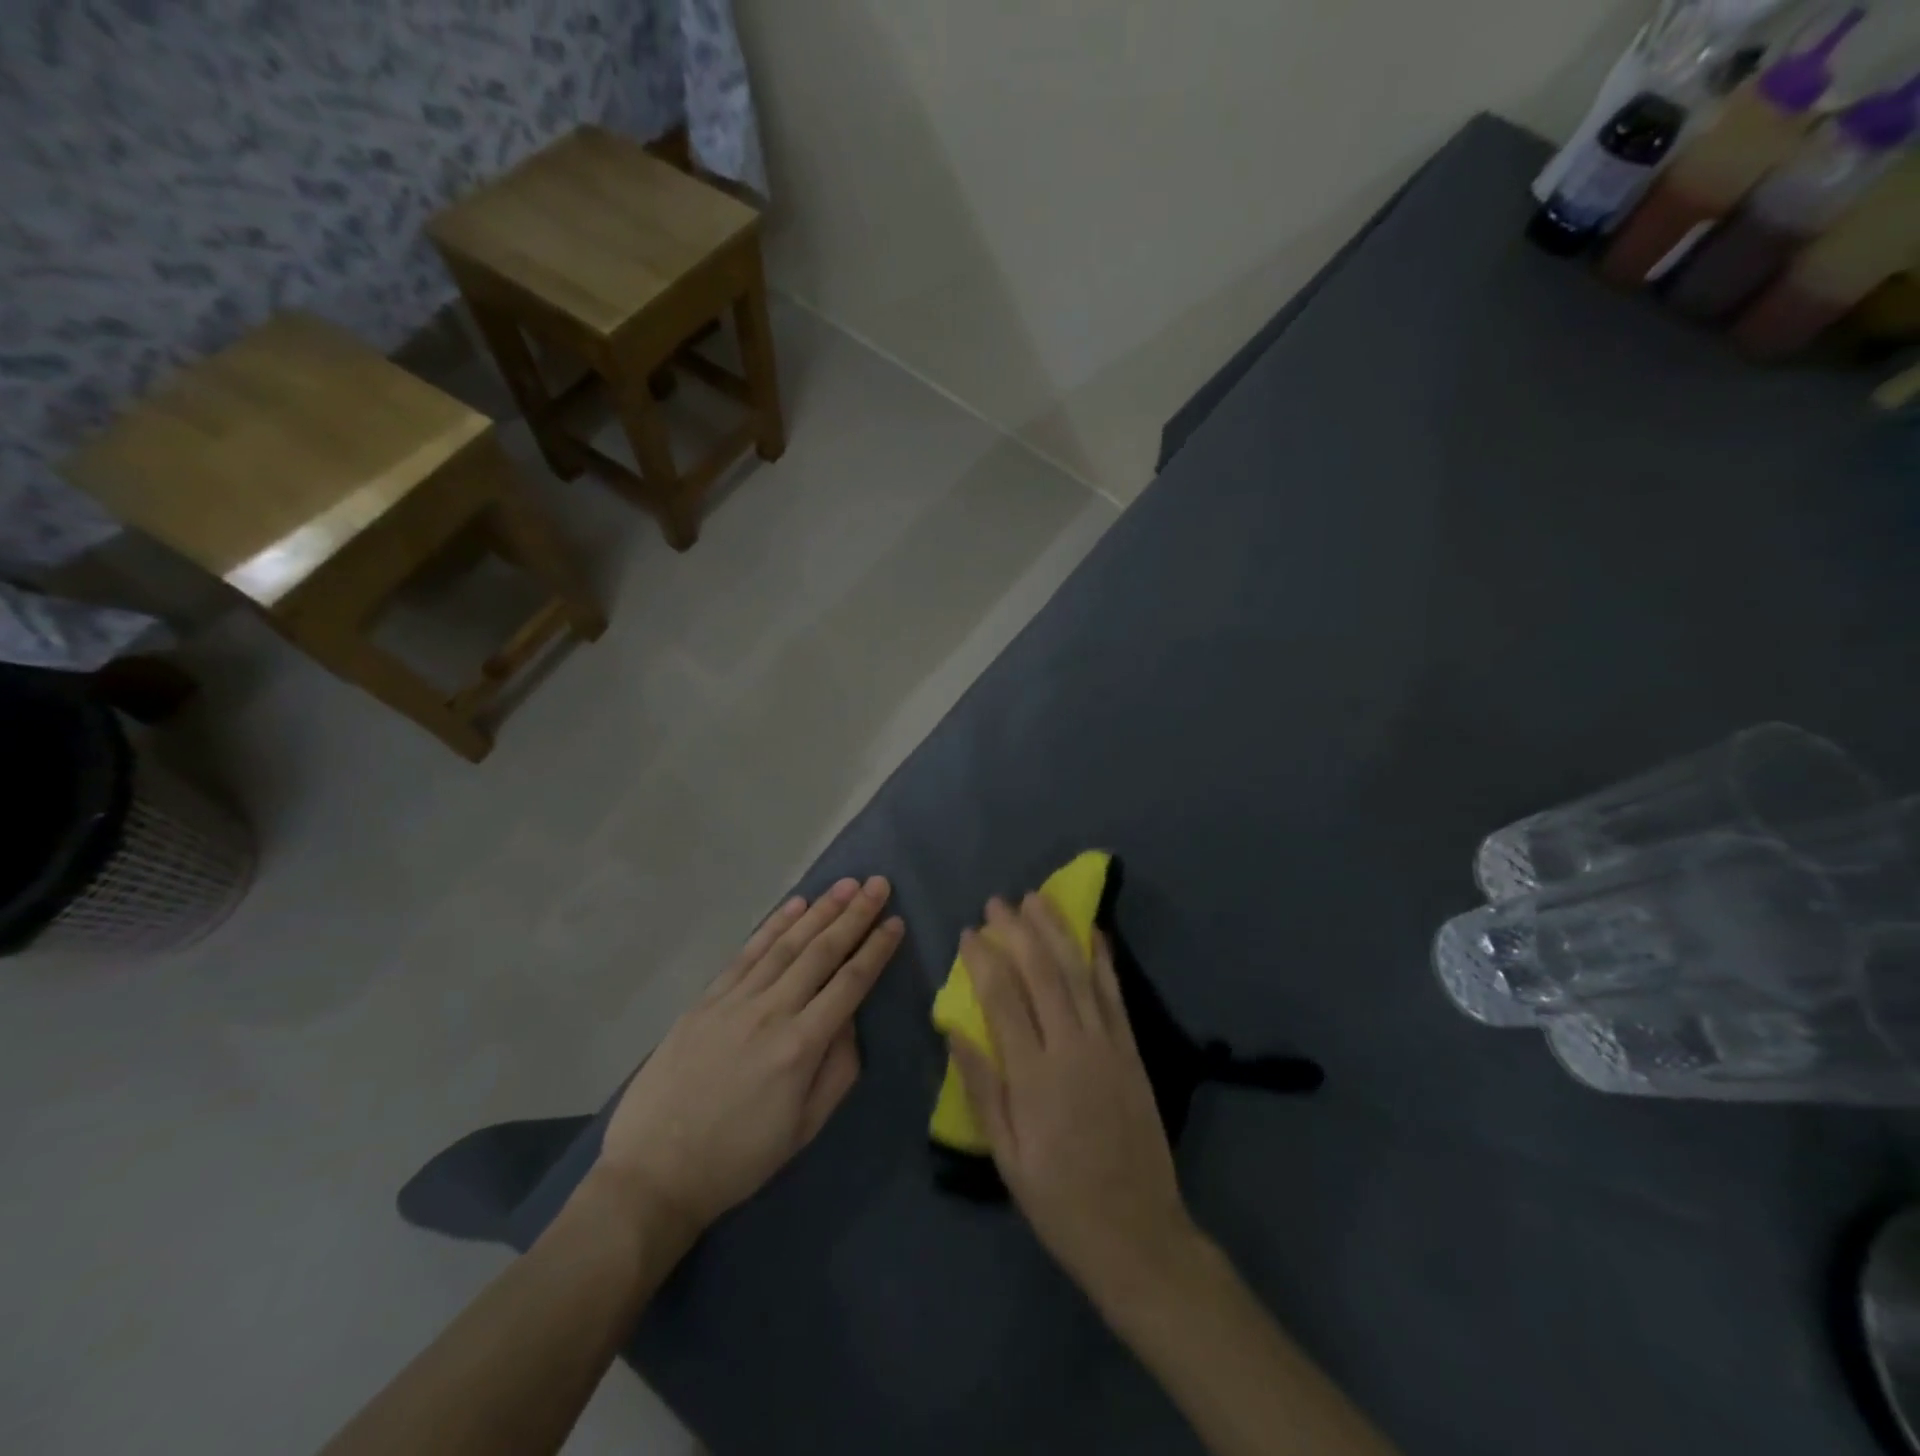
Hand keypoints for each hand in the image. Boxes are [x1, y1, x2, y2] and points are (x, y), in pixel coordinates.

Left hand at [590, 877, 902, 1238]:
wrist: (653, 1172)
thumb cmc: (738, 1158)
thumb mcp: (803, 1129)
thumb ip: (838, 1070)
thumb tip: (851, 1020)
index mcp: (801, 1046)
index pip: (850, 983)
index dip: (876, 949)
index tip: (895, 921)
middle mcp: (772, 1012)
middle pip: (821, 952)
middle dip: (854, 915)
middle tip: (878, 883)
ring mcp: (735, 1001)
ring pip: (786, 944)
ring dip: (819, 911)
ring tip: (845, 884)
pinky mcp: (706, 1000)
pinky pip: (747, 954)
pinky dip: (772, 926)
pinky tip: (794, 906)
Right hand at [949, 895, 1199, 1303]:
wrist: (1137, 1233)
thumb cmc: (1059, 1200)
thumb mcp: (1006, 1156)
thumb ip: (981, 1088)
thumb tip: (952, 1030)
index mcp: (1034, 1077)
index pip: (1002, 999)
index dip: (984, 960)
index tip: (969, 932)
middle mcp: (1072, 1048)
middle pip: (1042, 974)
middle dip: (1018, 931)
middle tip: (998, 902)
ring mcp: (1107, 1045)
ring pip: (1079, 974)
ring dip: (1057, 931)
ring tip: (1037, 899)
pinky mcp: (1132, 1051)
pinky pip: (1115, 995)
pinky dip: (1103, 959)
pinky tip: (1093, 932)